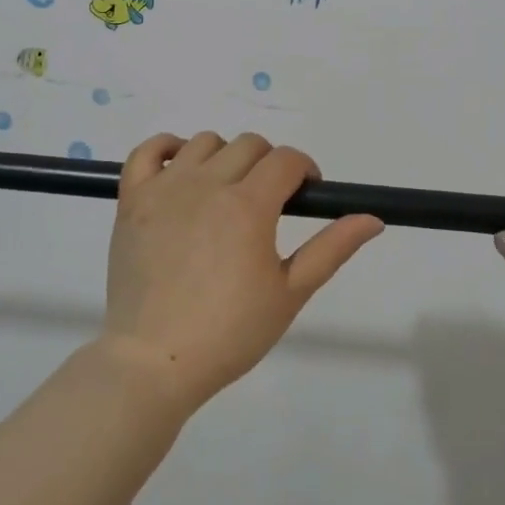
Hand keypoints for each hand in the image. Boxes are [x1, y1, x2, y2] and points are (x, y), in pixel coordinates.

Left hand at [102, 132, 383, 414]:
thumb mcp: (290, 293)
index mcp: (249, 204)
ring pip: (205, 143)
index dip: (304, 170)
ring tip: (226, 194)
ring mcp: (165, 188)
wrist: (155, 361)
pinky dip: (167, 148)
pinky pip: (147, 151)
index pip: (286, 159)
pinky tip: (181, 170)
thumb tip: (372, 218)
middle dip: (269, 164)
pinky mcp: (132, 200)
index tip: (304, 196)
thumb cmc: (230, 332)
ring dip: (225, 157)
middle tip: (268, 203)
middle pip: (250, 145)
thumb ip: (331, 248)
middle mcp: (207, 184)